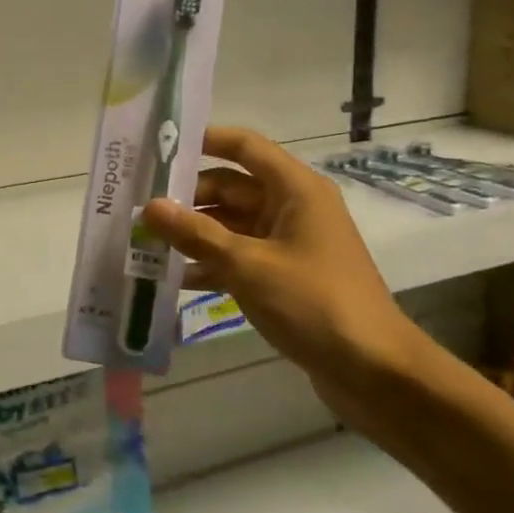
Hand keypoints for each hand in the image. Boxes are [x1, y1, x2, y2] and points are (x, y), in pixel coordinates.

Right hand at [141, 126, 423, 431]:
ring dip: (194, 234)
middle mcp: (293, 208)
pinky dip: (211, 264)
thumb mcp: (248, 265)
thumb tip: (149, 206)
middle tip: (138, 207)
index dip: (203, 141)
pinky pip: (240, 257)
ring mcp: (290, 243)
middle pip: (231, 187)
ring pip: (231, 225)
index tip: (159, 147)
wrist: (375, 372)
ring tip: (145, 242)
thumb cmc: (314, 303)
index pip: (244, 146)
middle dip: (187, 197)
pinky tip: (173, 279)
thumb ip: (196, 234)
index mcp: (295, 189)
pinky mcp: (286, 276)